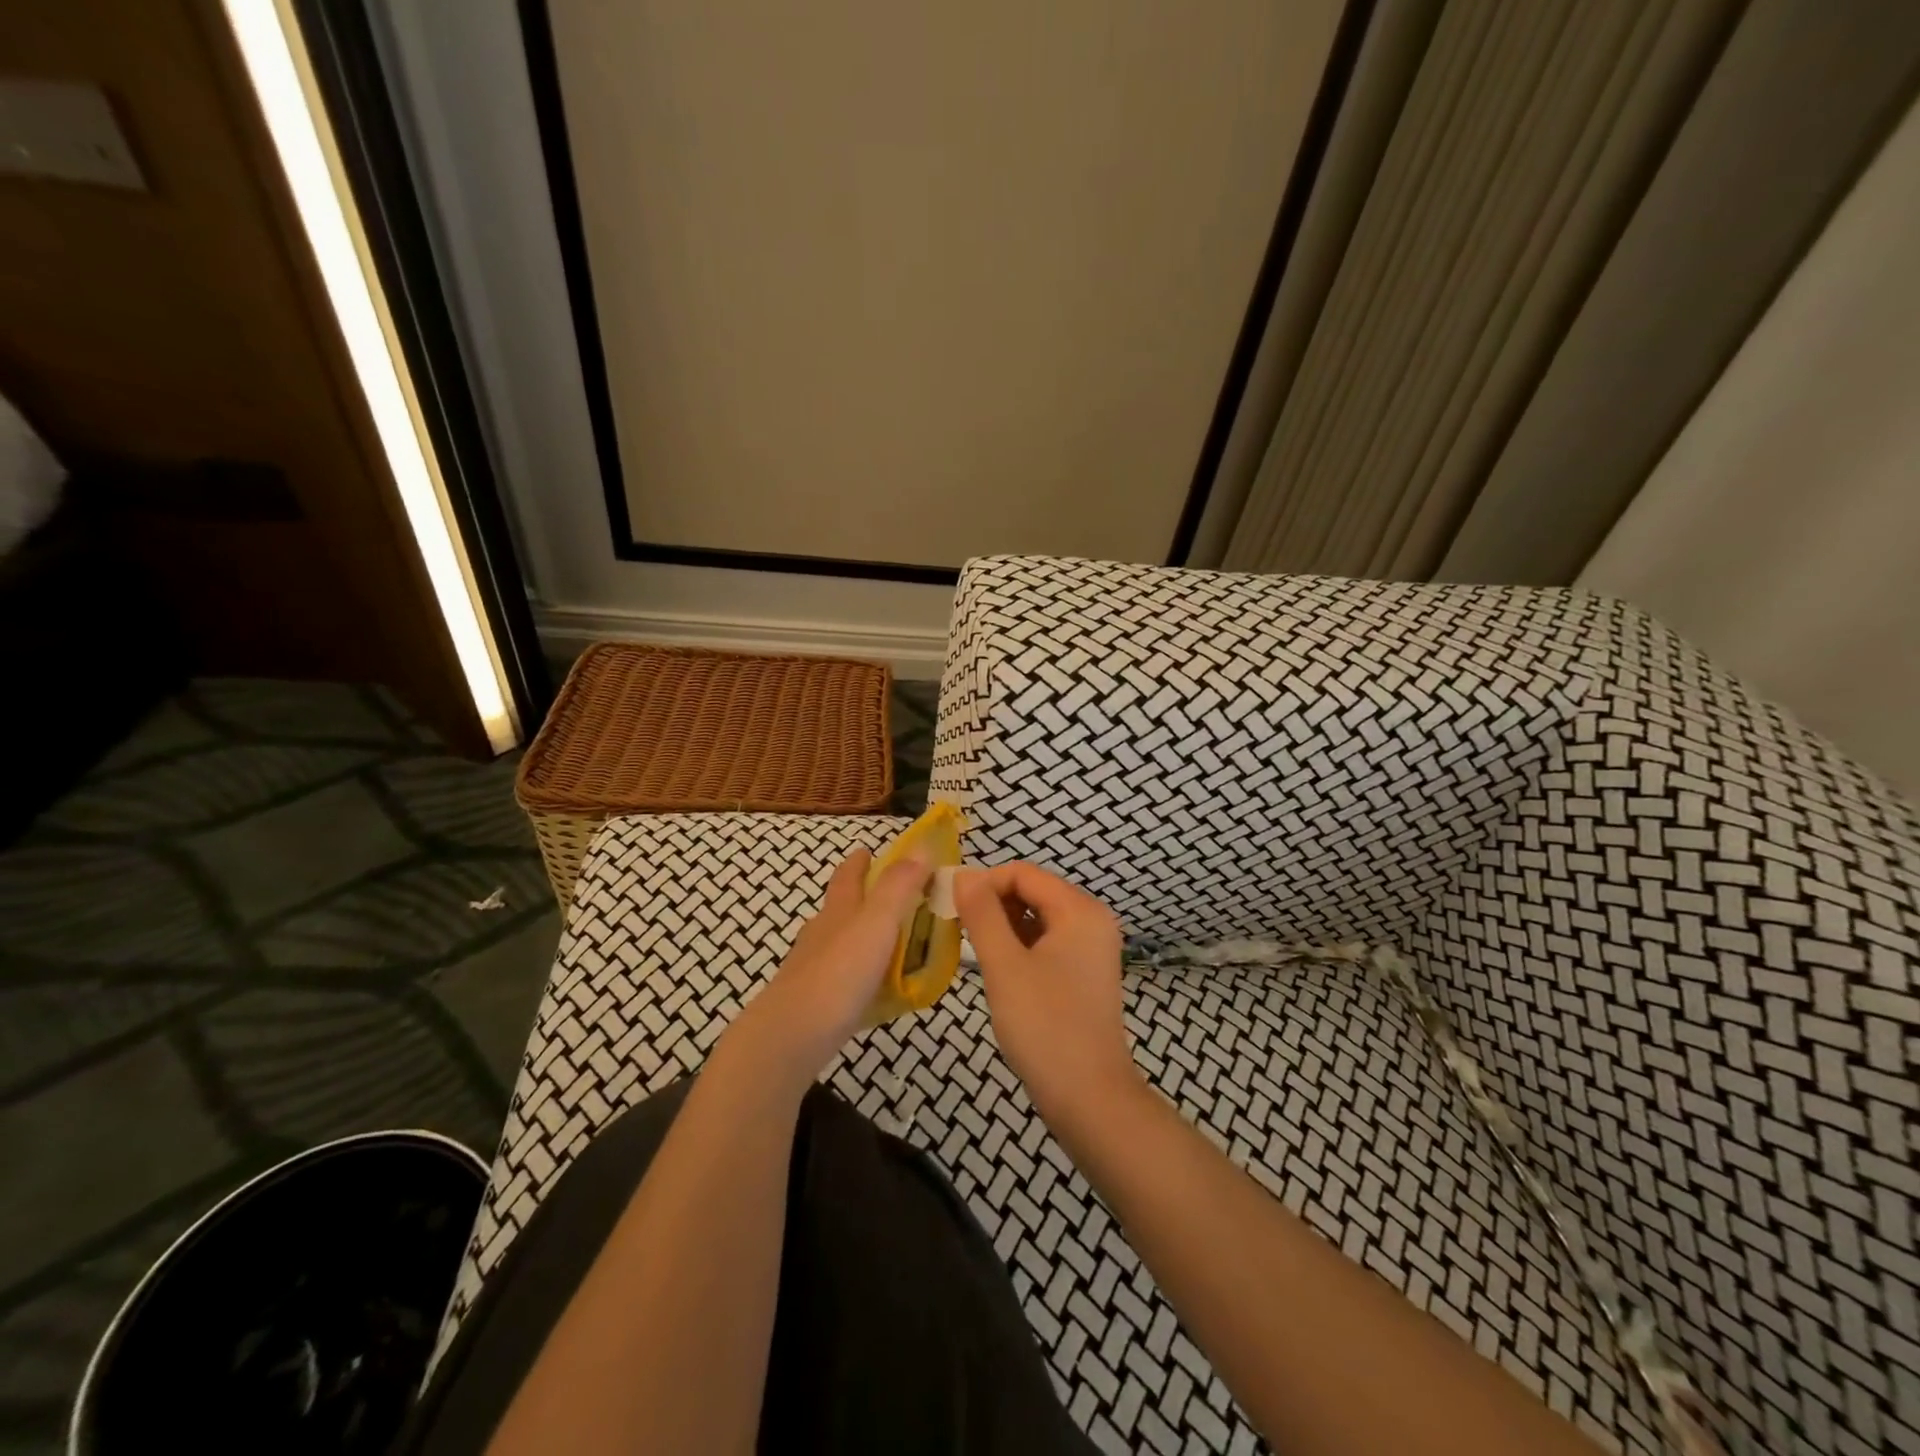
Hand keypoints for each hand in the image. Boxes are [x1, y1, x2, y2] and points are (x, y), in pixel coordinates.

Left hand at [721, 849, 929, 1093]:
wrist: (791, 1036)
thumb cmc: (839, 972)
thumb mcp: (877, 922)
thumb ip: (899, 886)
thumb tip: (921, 847)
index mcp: (838, 910)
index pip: (847, 876)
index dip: (859, 862)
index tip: (868, 851)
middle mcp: (822, 933)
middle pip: (840, 907)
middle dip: (862, 898)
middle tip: (895, 899)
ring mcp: (814, 968)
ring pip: (840, 943)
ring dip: (862, 937)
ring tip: (892, 944)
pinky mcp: (815, 1001)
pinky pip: (843, 978)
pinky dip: (861, 974)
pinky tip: (875, 988)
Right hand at [953, 862, 1137, 1127]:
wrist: (1090, 1099)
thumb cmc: (1045, 1026)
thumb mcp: (1004, 966)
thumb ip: (982, 914)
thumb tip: (962, 874)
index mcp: (1080, 910)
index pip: (1023, 873)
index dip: (984, 884)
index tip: (950, 908)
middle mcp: (1092, 919)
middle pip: (1032, 892)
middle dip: (993, 905)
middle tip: (958, 932)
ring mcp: (1092, 948)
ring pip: (1037, 918)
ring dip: (1004, 926)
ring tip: (975, 952)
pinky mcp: (1085, 972)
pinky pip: (1047, 942)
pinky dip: (1020, 946)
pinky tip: (999, 970)